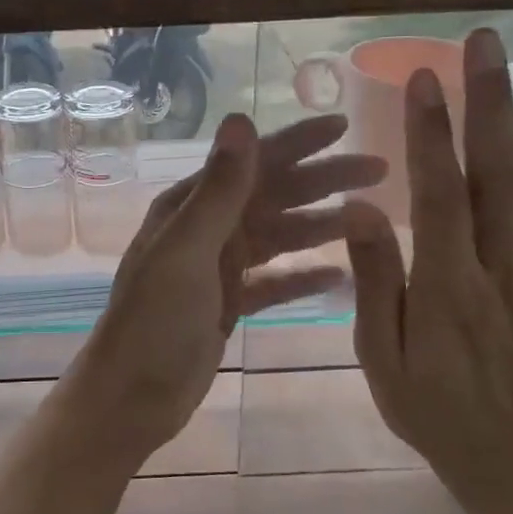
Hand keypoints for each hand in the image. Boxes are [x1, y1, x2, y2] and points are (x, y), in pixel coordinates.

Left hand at [69, 112, 385, 469]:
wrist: (132, 395)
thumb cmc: (155, 321)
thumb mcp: (188, 249)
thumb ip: (220, 189)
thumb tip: (242, 118)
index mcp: (191, 207)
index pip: (252, 162)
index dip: (298, 142)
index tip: (344, 125)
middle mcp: (206, 228)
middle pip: (274, 195)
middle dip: (324, 180)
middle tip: (380, 171)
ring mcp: (218, 267)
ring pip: (279, 236)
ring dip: (321, 226)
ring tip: (371, 220)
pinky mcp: (229, 302)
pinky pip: (275, 280)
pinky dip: (303, 275)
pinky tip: (340, 274)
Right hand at [343, 29, 512, 511]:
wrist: (506, 457)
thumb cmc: (428, 403)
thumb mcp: (379, 354)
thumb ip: (376, 280)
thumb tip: (361, 209)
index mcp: (450, 285)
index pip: (441, 195)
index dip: (432, 133)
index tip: (423, 77)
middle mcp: (506, 269)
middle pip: (502, 175)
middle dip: (493, 103)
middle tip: (488, 42)